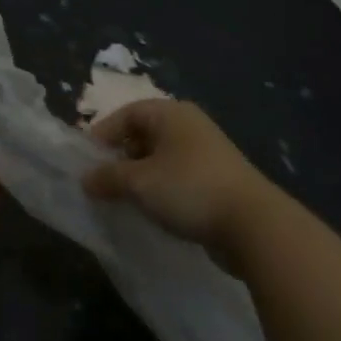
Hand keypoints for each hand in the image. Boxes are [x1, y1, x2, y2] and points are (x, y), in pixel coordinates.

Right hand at [83, 99, 266, 256]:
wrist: (255, 227)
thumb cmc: (189, 189)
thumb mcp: (140, 183)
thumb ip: (109, 177)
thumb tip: (85, 179)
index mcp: (171, 113)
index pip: (127, 113)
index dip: (104, 134)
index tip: (87, 159)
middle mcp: (189, 126)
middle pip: (144, 134)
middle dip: (121, 157)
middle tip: (103, 181)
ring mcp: (207, 153)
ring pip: (161, 158)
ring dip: (141, 176)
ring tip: (124, 199)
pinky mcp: (218, 181)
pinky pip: (179, 178)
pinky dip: (162, 189)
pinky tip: (153, 211)